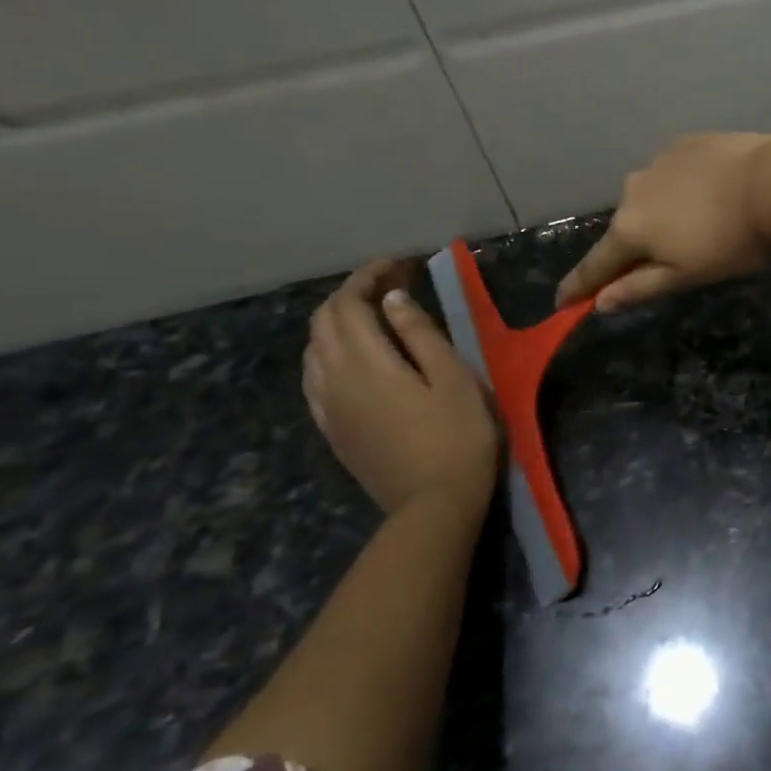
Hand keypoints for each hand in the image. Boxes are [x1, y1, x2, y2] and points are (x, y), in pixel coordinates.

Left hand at [303, 260, 499, 518]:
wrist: (433, 504)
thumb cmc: (457, 436)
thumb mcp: (453, 378)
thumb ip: (421, 334)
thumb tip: (393, 300)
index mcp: (366, 362)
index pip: (349, 304)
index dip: (368, 277)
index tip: (398, 266)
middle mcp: (334, 379)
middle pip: (323, 322)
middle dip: (351, 295)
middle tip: (391, 287)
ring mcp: (327, 407)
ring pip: (313, 349)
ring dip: (338, 323)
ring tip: (374, 317)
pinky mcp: (332, 429)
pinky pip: (315, 378)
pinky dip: (330, 353)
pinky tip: (355, 359)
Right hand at [558, 133, 770, 311]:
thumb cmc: (731, 242)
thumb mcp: (686, 275)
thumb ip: (639, 287)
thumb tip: (599, 302)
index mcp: (629, 229)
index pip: (596, 265)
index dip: (578, 286)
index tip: (562, 302)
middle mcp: (632, 191)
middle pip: (627, 228)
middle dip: (638, 245)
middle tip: (672, 259)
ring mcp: (658, 161)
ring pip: (651, 196)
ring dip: (663, 212)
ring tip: (701, 222)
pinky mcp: (685, 142)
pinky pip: (674, 172)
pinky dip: (684, 186)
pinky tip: (712, 191)